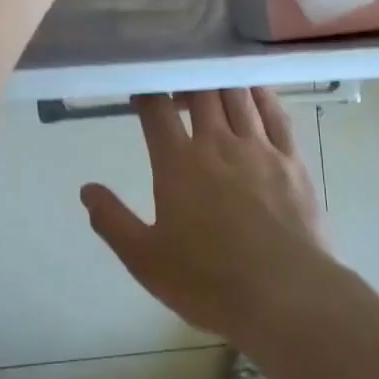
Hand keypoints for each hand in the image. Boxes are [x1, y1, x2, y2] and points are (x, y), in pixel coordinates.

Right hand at [82, 90, 335, 343]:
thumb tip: (87, 190)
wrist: (286, 297)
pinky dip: (261, 94)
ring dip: (220, 82)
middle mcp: (217, 143)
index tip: (140, 94)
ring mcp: (258, 147)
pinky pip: (276, 113)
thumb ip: (112, 221)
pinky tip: (254, 89)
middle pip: (200, 92)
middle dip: (185, 81)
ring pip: (236, 95)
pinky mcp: (291, 159)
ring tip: (211, 84)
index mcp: (178, 163)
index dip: (146, 94)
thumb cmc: (209, 282)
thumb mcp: (145, 260)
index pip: (156, 110)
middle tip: (177, 90)